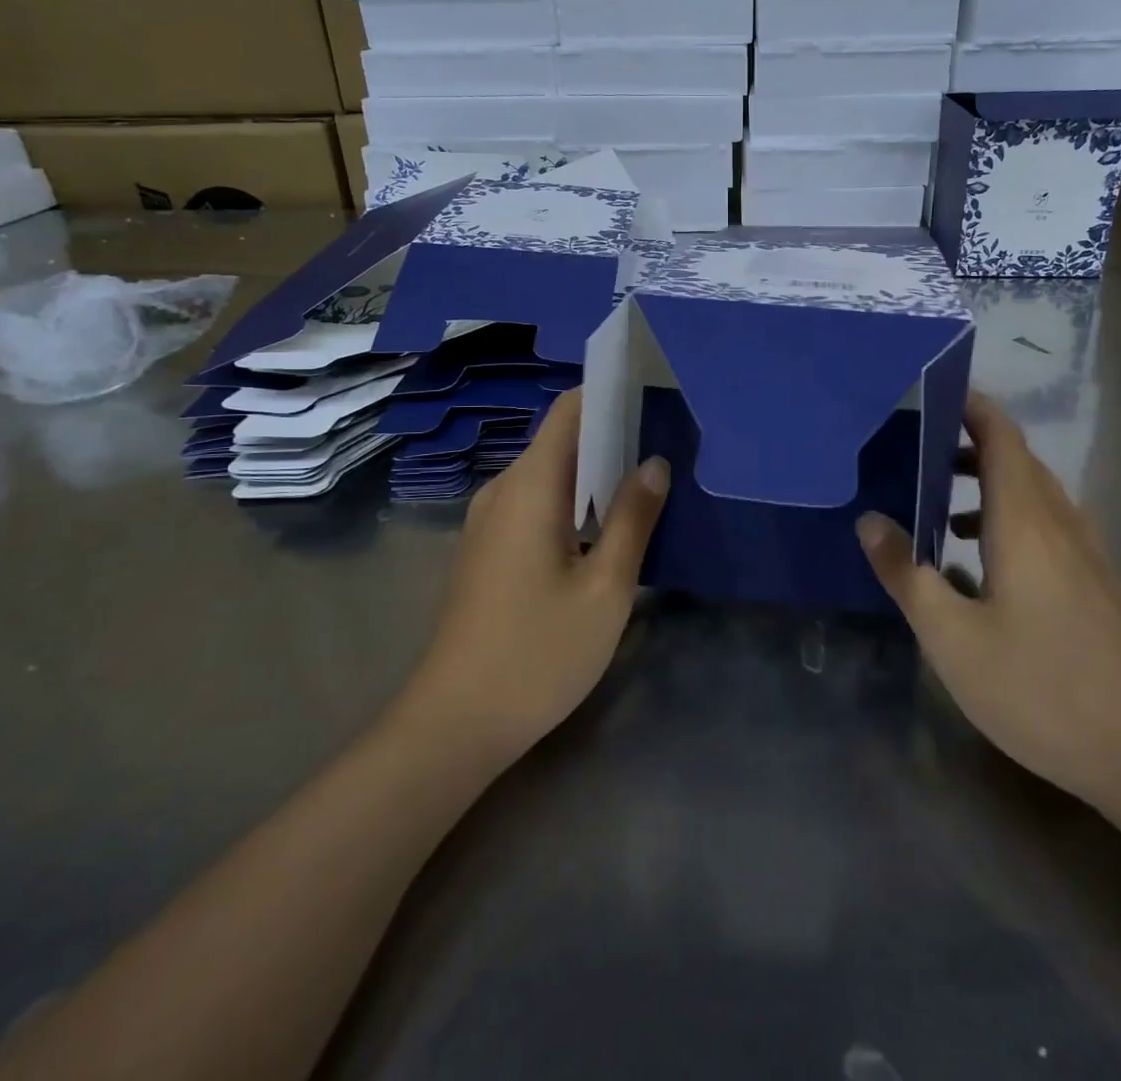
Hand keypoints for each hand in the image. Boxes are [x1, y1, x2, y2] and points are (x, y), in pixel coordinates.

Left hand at [407, 389, 669, 770]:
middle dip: (612, 437)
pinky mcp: (487, 551)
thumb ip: (633, 518)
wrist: (454, 725)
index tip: (653, 397)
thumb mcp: (605, 587)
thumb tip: (654, 463)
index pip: (569, 410)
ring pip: (550, 475)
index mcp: (530, 486)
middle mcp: (502, 491)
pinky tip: (604, 530)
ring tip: (646, 486)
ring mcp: (489, 522)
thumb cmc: (538, 653)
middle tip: (666, 448)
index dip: (609, 395)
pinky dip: (573, 502)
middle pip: (560, 440)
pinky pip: (536, 504)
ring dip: (595, 474)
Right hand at [857, 391, 1120, 809]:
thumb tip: (870, 521)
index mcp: (1026, 521)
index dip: (970, 405)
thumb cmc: (1042, 689)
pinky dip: (1010, 518)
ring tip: (939, 504)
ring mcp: (1088, 555)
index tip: (930, 392)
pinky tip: (983, 564)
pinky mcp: (1099, 585)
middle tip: (916, 449)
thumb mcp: (952, 637)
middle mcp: (1061, 524)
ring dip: (988, 483)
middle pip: (1017, 459)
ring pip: (1035, 494)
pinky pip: (1048, 526)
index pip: (1001, 435)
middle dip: (968, 443)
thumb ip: (908, 574)